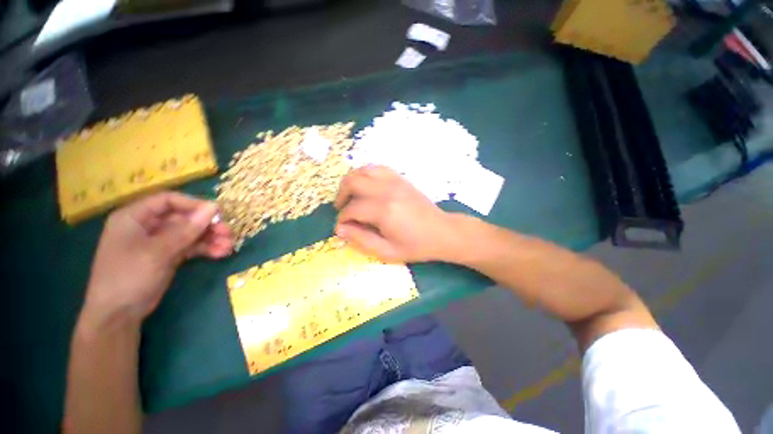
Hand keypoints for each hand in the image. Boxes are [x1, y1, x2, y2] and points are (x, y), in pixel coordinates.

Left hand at [82, 192, 233, 324]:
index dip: (194, 204)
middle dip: (207, 225)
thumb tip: (213, 208)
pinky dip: (205, 249)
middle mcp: (147, 226)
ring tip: (229, 246)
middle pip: (184, 217)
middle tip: (228, 233)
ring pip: (190, 233)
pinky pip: (190, 246)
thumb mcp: (157, 252)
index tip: (217, 213)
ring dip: (210, 238)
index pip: (168, 200)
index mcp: (134, 217)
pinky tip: (220, 253)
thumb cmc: (128, 277)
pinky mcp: (168, 256)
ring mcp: (158, 242)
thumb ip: (186, 230)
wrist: (118, 316)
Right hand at [334, 166, 458, 262]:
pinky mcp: (401, 179)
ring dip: (351, 181)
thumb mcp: (387, 252)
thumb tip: (340, 229)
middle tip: (341, 208)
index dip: (342, 219)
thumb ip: (361, 240)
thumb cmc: (416, 246)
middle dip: (341, 194)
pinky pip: (378, 168)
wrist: (442, 232)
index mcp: (384, 211)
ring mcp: (395, 182)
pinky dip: (366, 174)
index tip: (341, 227)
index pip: (352, 209)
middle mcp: (387, 191)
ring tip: (350, 196)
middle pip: (353, 182)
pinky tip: (366, 186)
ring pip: (363, 170)